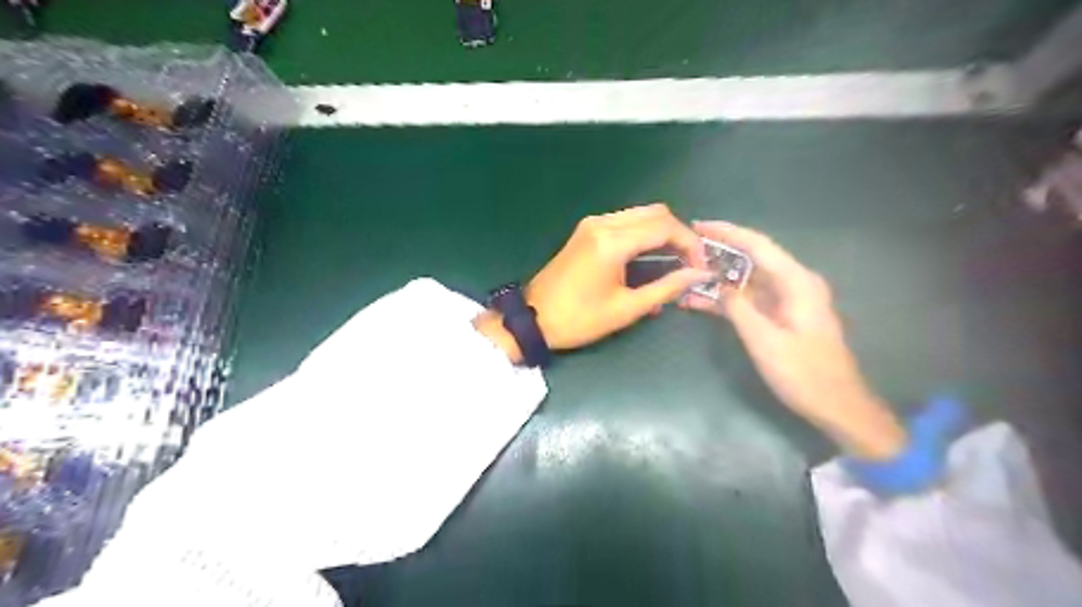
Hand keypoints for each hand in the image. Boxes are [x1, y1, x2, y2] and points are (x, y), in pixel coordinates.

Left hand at [475, 203, 716, 361]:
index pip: (665, 227)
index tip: (701, 265)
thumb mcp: (627, 308)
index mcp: (612, 242)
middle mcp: (603, 223)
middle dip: (678, 234)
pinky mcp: (586, 230)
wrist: (534, 318)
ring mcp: (592, 224)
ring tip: (674, 260)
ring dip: (661, 232)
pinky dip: (643, 234)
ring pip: (640, 214)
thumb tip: (698, 274)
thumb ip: (666, 288)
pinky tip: (649, 257)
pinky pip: (624, 222)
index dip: (690, 243)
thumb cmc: (580, 319)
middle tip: (689, 262)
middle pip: (655, 213)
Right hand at [683, 220, 905, 458]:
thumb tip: (719, 286)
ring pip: (747, 280)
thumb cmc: (804, 374)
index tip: (698, 225)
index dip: (727, 233)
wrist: (837, 405)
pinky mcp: (779, 317)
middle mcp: (793, 284)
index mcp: (796, 282)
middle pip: (752, 258)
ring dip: (718, 278)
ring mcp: (786, 301)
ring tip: (685, 274)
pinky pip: (749, 300)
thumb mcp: (765, 341)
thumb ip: (739, 309)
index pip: (758, 245)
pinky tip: (699, 301)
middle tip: (686, 250)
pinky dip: (726, 300)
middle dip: (718, 253)